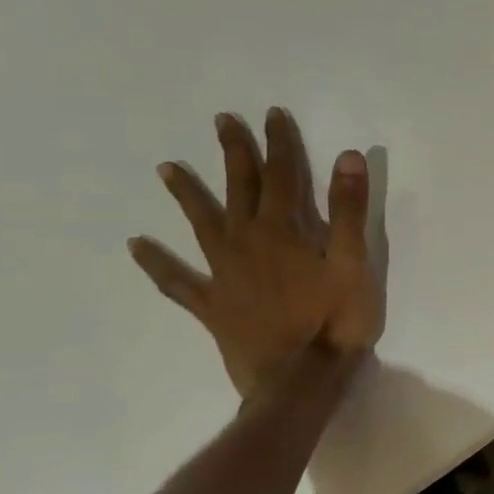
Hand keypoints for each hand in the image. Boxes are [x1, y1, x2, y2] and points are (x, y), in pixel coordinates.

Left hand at [129, 109, 385, 397]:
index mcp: (284, 231)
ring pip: (202, 225)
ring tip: (167, 169)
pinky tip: (138, 247)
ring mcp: (224, 275)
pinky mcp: (213, 306)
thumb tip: (346, 155)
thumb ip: (349, 209)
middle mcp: (247, 243)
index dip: (278, 143)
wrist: (300, 380)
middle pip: (239, 190)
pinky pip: (178, 281)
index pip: (283, 175)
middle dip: (234, 154)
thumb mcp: (355, 262)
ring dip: (187, 195)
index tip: (271, 114)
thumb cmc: (336, 320)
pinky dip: (157, 264)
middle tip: (221, 122)